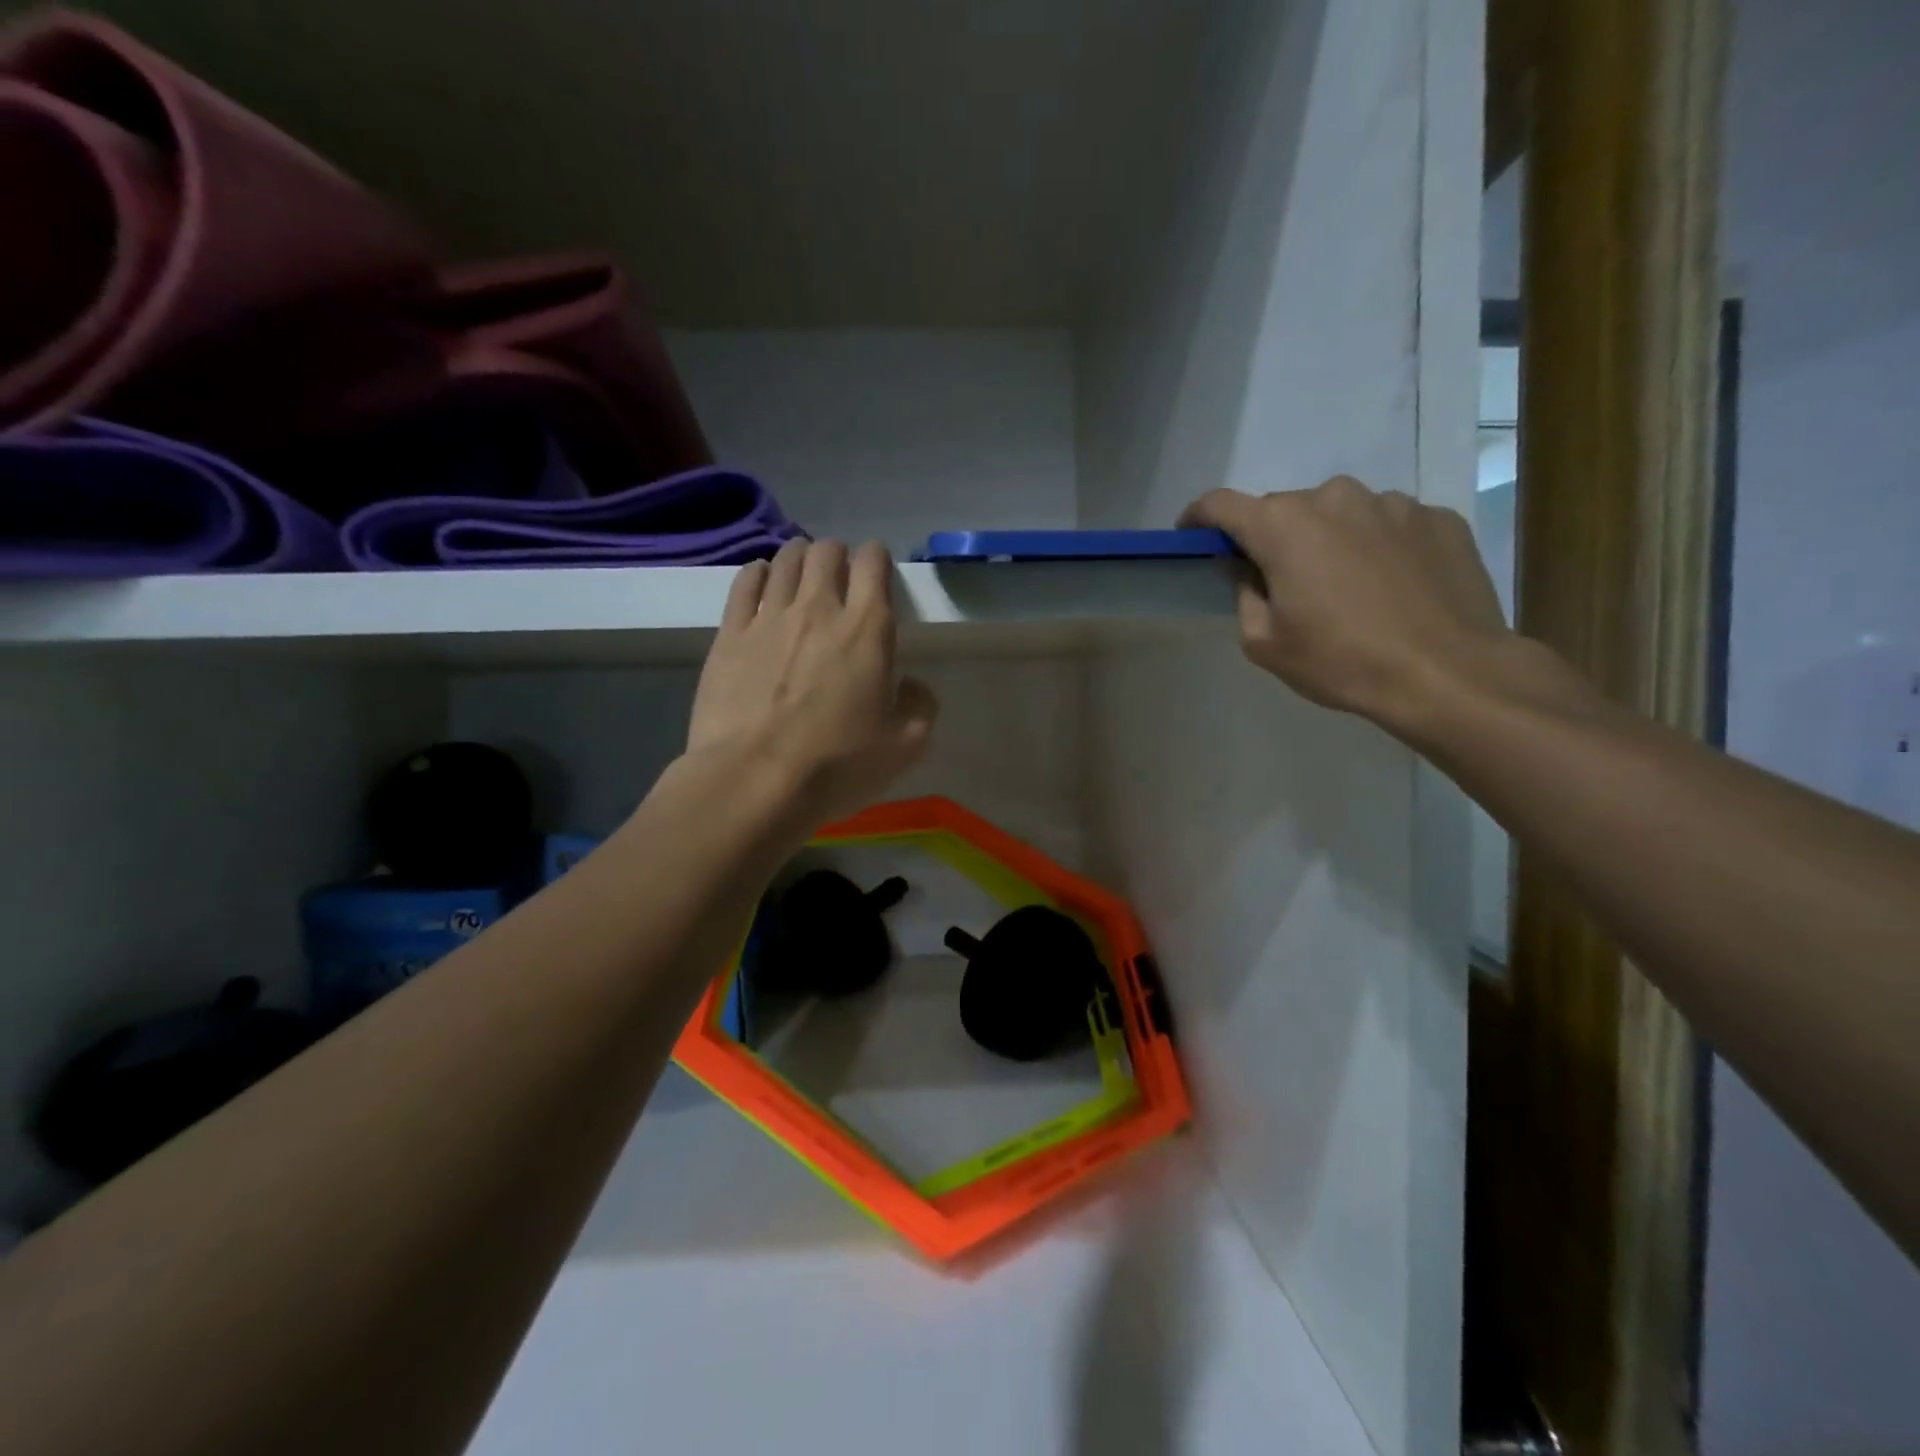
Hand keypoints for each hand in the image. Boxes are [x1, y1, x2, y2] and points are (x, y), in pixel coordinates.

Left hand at [688, 540, 938, 825]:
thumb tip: (912, 685)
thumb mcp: (905, 747)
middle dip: (837, 555)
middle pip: (827, 552)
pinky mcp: (729, 634)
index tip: (877, 570)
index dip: (876, 558)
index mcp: (867, 629)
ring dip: (799, 559)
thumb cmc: (837, 765)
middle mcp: (818, 608)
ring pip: (785, 560)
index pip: (873, 563)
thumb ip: (920, 707)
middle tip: (839, 577)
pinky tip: (762, 581)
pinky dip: (759, 573)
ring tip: (802, 575)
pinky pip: (745, 582)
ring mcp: (769, 617)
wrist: (754, 781)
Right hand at [1181, 477, 1512, 733]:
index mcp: (1282, 526)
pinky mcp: (1437, 518)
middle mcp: (1333, 497)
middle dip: (1273, 539)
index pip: (1221, 504)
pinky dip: (1377, 546)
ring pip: (1340, 514)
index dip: (1198, 518)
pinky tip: (1391, 587)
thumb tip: (1248, 570)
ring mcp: (1391, 503)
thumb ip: (1244, 595)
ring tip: (1346, 587)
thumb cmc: (1341, 661)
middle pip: (1284, 510)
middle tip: (1282, 582)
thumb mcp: (1265, 644)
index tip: (1192, 535)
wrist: (1447, 672)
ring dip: (1329, 540)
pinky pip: (1388, 525)